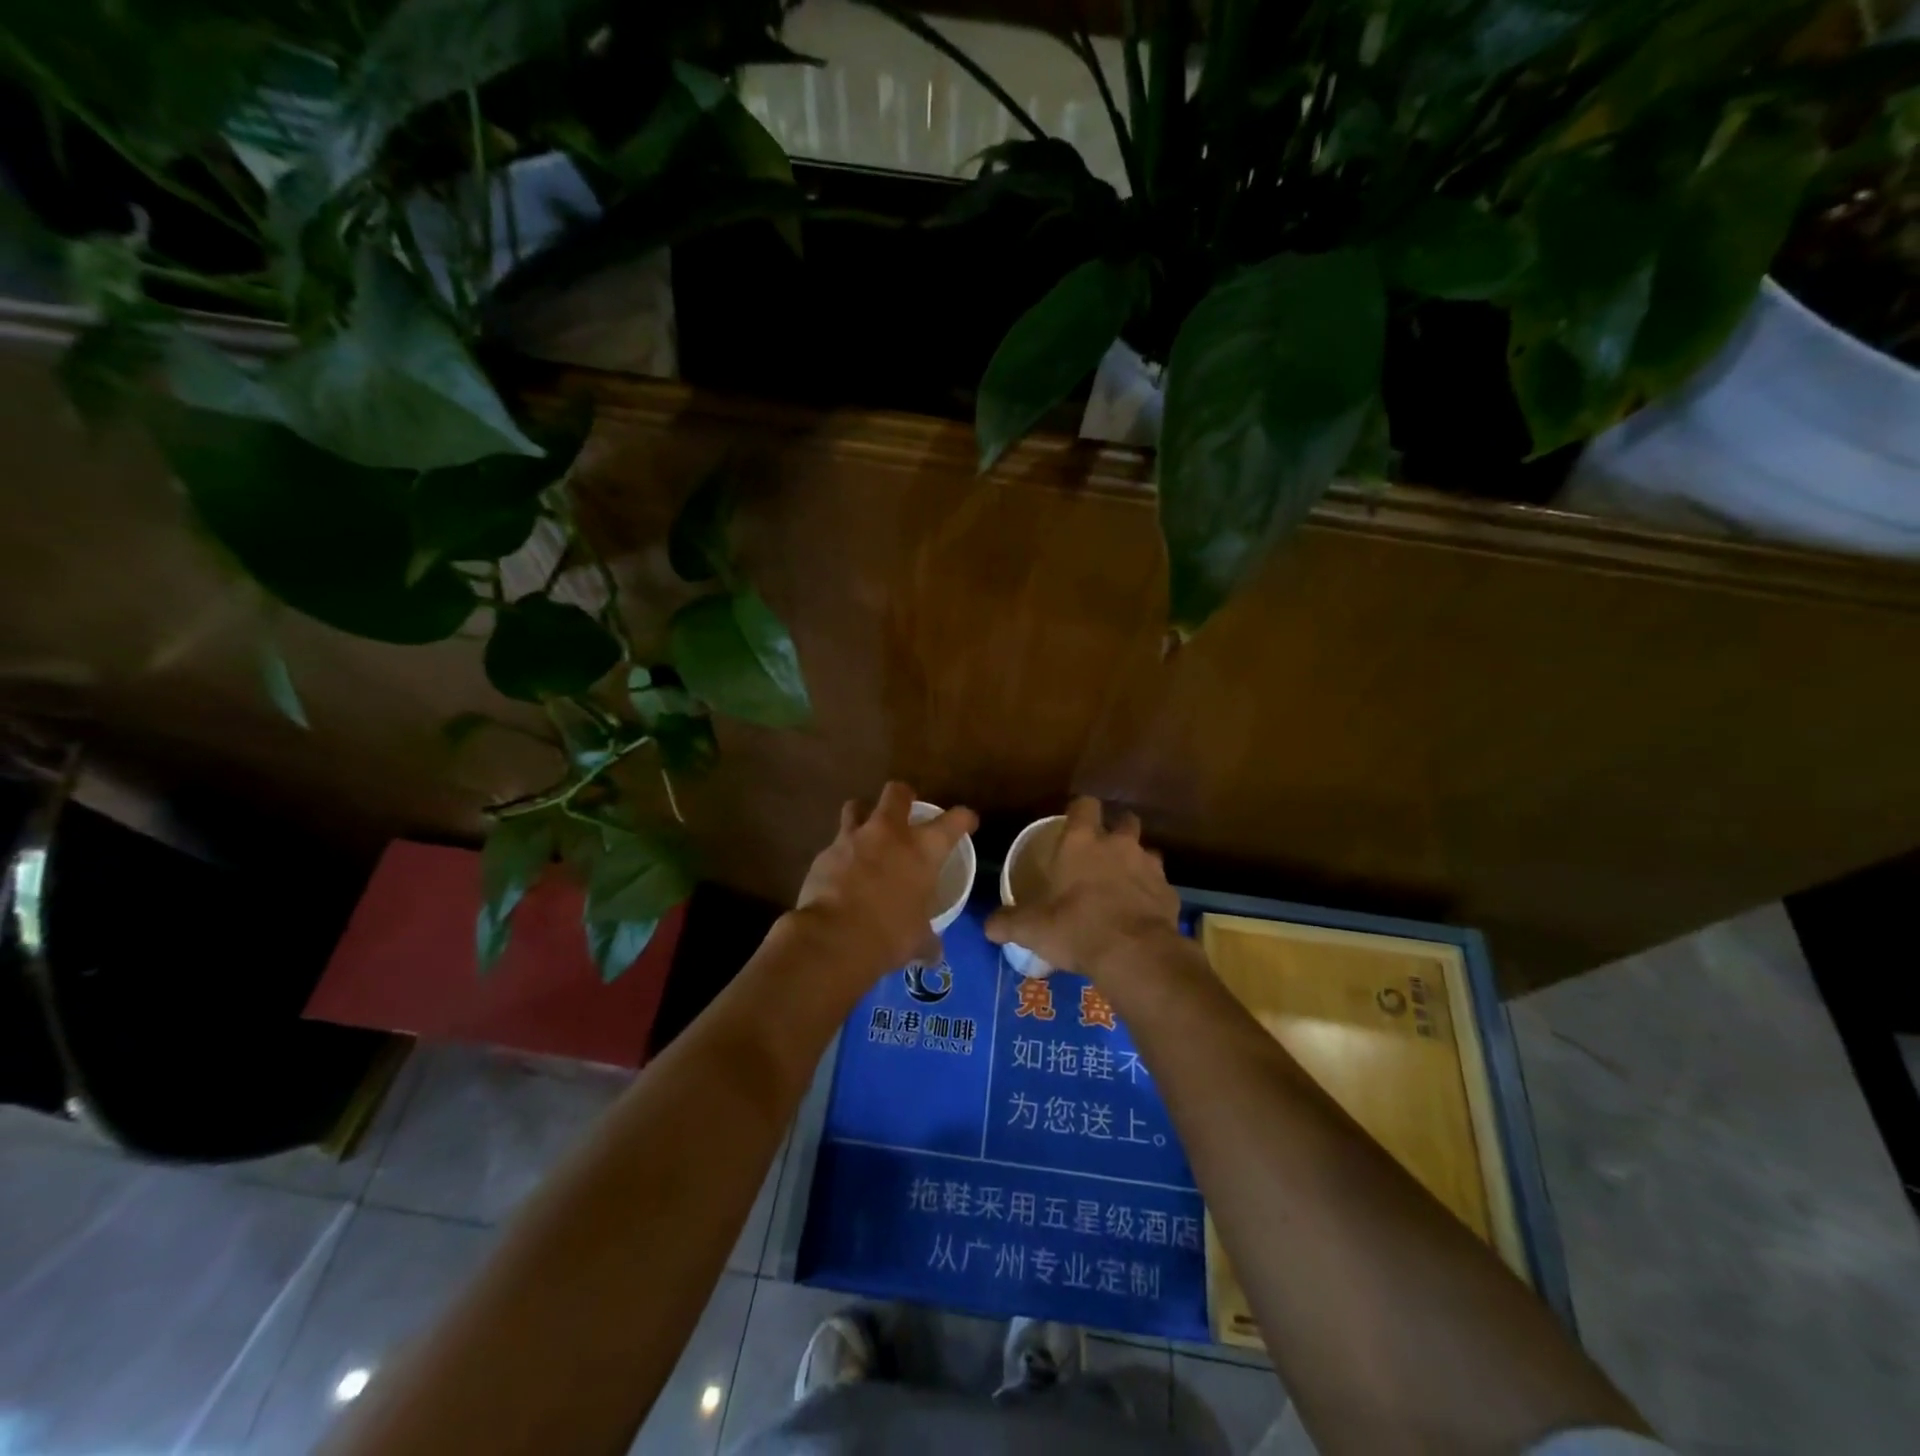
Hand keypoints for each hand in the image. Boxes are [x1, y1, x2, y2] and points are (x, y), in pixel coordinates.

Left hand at [792, 782, 977, 980]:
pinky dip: (840, 854)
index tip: (967, 821)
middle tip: (905, 809)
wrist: (834, 938)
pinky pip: (835, 844)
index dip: (964, 818)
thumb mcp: (918, 940)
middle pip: (897, 792)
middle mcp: (889, 833)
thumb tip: (933, 954)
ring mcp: (853, 839)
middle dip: (903, 796)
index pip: (955, 820)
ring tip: (865, 832)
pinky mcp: (824, 853)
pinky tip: (840, 872)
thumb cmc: (890, 935)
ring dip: (863, 815)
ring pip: (856, 806)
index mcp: (924, 849)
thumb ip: (927, 940)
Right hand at [985, 796, 1180, 980]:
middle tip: (1103, 851)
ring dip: (1137, 863)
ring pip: (1147, 852)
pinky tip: (1141, 913)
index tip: (1073, 821)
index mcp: (1082, 842)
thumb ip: (1008, 923)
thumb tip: (988, 926)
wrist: (1134, 954)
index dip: (1080, 810)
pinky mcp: (1169, 892)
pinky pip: (1160, 885)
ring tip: (1124, 884)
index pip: (1084, 805)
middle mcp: (1118, 845)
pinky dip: (1151, 894)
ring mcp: (1149, 866)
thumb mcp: (1032, 929)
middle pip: (1124, 820)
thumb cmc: (1076, 928)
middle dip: (1116, 829)